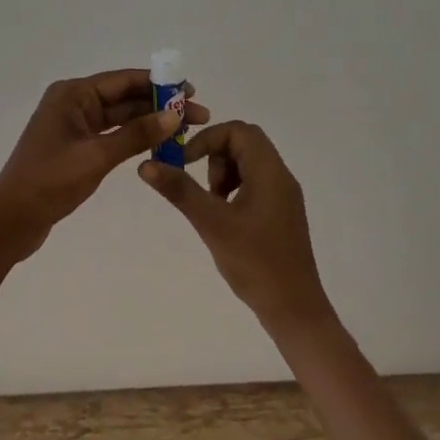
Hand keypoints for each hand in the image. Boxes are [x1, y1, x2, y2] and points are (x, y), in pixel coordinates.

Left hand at [0, 69, 208, 252]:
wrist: (11, 220)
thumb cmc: (50, 182)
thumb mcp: (97, 156)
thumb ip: (136, 135)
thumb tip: (174, 115)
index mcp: (72, 94)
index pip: (123, 81)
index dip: (159, 84)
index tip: (190, 90)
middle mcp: (73, 103)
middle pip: (124, 97)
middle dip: (160, 105)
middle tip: (197, 114)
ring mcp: (74, 126)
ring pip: (120, 117)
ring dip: (150, 122)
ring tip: (185, 129)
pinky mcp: (76, 147)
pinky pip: (112, 134)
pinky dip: (134, 138)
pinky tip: (159, 143)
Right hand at [137, 121, 334, 335]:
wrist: (293, 308)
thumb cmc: (254, 262)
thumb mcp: (212, 224)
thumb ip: (180, 191)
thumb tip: (146, 165)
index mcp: (270, 171)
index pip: (239, 130)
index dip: (208, 139)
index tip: (186, 163)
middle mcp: (281, 176)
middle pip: (245, 142)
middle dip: (215, 157)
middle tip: (202, 188)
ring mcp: (284, 196)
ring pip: (249, 163)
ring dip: (224, 174)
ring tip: (212, 206)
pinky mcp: (281, 213)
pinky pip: (255, 184)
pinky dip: (234, 190)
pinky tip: (225, 220)